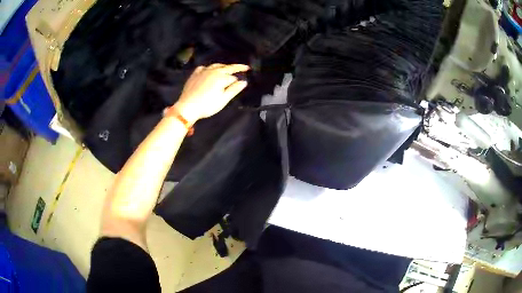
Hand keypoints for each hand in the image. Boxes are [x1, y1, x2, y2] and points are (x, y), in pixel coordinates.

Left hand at [168, 63, 249, 123]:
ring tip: (228, 68)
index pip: (233, 78)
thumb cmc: (207, 105)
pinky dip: (209, 68)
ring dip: (223, 66)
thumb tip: (244, 82)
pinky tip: (209, 70)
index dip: (238, 81)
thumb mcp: (223, 100)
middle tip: (245, 67)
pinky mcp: (195, 74)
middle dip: (237, 67)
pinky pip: (204, 67)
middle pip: (227, 68)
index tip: (243, 82)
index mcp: (221, 77)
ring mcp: (203, 71)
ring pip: (216, 65)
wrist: (187, 107)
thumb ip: (234, 90)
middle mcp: (213, 71)